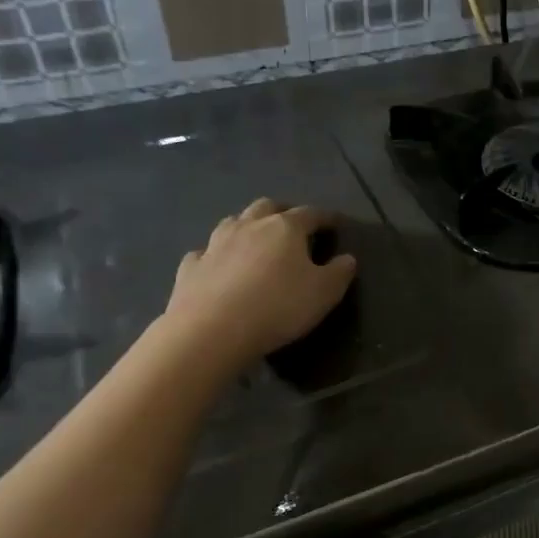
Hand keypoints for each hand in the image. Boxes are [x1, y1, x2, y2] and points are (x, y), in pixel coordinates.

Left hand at [162, 199, 356, 369]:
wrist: (211, 330)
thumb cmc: (278, 307)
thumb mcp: (324, 293)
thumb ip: (340, 272)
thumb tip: (347, 258)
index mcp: (285, 228)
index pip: (312, 213)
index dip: (327, 217)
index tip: (336, 224)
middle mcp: (249, 226)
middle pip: (267, 207)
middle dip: (283, 212)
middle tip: (293, 227)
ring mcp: (215, 244)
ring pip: (233, 222)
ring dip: (247, 226)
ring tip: (255, 241)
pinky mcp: (191, 266)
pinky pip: (205, 252)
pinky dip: (215, 255)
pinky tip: (218, 266)